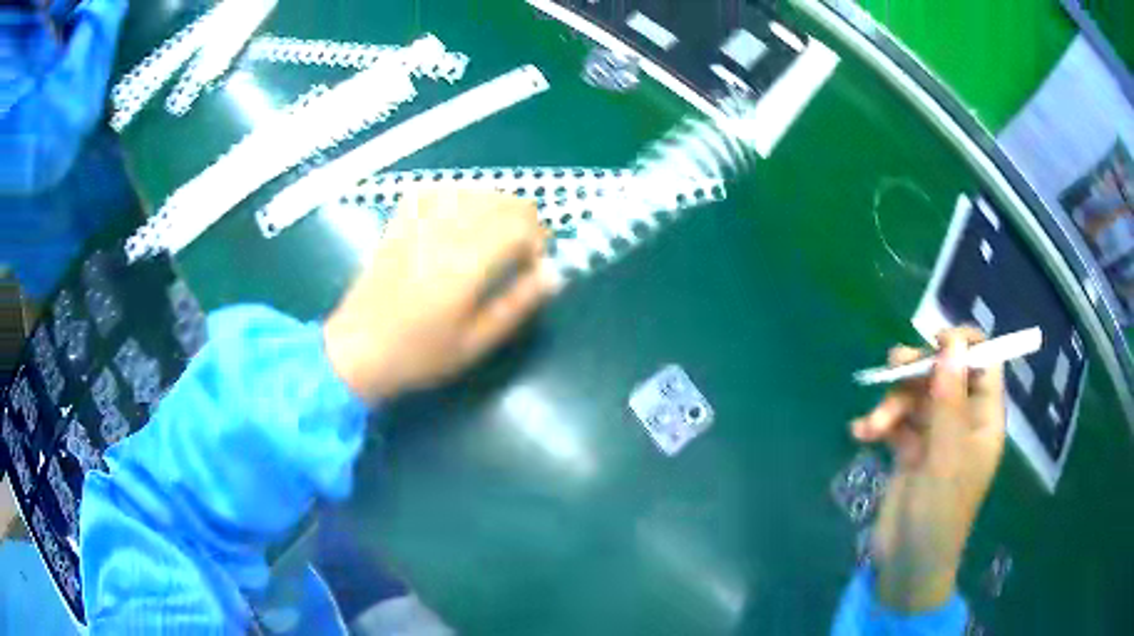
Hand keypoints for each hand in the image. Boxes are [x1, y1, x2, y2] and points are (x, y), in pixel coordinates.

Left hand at [323, 190, 558, 402]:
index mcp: (465, 264)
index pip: (520, 224)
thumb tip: (552, 274)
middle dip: (523, 221)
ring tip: (490, 237)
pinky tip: (457, 218)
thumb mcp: (475, 344)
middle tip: (517, 253)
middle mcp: (444, 232)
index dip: (538, 241)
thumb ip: (516, 305)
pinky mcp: (399, 222)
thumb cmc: (418, 355)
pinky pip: (435, 190)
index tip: (533, 266)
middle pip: (502, 200)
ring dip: (494, 207)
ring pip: (473, 189)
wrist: (357, 350)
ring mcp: (418, 223)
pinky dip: (456, 196)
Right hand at [850, 327, 1006, 612]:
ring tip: (872, 425)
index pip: (985, 364)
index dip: (964, 345)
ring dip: (892, 403)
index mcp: (984, 419)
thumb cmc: (939, 514)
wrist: (906, 565)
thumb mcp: (947, 456)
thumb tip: (952, 342)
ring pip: (916, 395)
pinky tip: (861, 434)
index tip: (936, 341)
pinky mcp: (910, 450)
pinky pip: (896, 421)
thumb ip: (950, 399)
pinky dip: (879, 423)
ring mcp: (935, 435)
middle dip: (917, 371)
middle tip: (893, 368)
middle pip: (944, 372)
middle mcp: (962, 420)